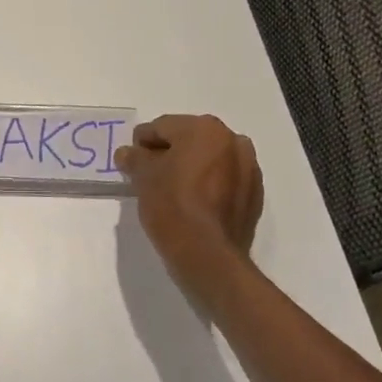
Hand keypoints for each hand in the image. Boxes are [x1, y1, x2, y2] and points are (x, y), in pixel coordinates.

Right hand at [114, 114, 262, 281]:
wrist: (208, 255)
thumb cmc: (172, 205)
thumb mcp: (143, 178)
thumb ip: (134, 158)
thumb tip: (127, 153)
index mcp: (205, 129)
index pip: (163, 127)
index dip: (142, 142)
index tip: (132, 159)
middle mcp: (232, 141)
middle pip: (190, 139)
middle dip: (169, 153)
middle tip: (149, 174)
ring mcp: (249, 168)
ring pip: (210, 159)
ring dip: (192, 168)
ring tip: (172, 189)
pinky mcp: (255, 195)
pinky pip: (225, 180)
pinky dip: (210, 185)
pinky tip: (194, 203)